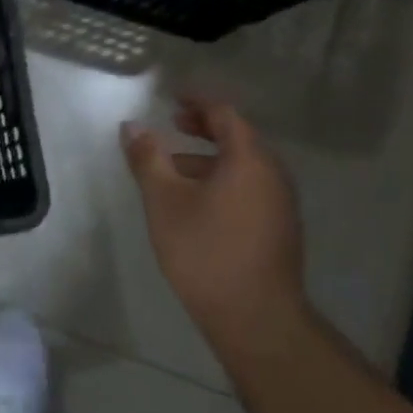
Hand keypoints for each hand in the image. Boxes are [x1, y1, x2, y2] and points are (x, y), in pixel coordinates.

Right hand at [120, 99, 305, 342]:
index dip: (199, 101)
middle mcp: (272, 175)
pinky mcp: (277, 228)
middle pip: (239, 137)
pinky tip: (194, 201)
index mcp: (249, 160)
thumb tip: (133, 126)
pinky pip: (248, 187)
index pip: (226, 114)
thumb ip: (148, 159)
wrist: (254, 315)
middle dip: (204, 127)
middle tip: (173, 123)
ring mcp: (279, 204)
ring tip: (173, 167)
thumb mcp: (164, 200)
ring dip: (209, 156)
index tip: (172, 97)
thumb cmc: (204, 250)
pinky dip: (220, 178)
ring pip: (243, 165)